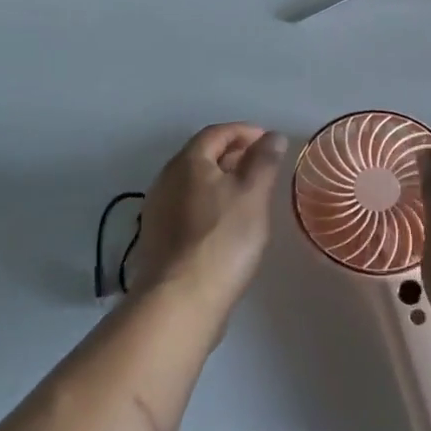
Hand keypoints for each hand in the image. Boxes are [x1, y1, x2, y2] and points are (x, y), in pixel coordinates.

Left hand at [133, 124, 286, 310]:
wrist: (180, 298)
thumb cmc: (223, 239)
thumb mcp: (253, 194)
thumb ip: (264, 162)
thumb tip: (272, 136)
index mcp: (188, 162)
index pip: (216, 133)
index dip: (244, 131)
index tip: (269, 140)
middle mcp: (166, 179)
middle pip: (201, 156)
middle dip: (232, 154)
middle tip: (262, 164)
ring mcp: (158, 210)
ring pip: (193, 183)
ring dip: (220, 180)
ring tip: (248, 193)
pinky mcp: (158, 237)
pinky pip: (187, 206)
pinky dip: (209, 203)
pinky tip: (225, 222)